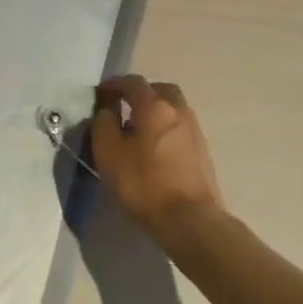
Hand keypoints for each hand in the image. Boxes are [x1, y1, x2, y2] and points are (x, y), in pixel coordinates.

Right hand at [90, 75, 222, 240]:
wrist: (191, 221)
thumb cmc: (144, 183)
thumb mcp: (109, 153)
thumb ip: (103, 125)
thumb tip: (106, 112)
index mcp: (154, 106)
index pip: (133, 82)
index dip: (114, 84)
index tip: (100, 94)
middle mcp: (178, 111)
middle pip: (160, 90)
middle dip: (141, 94)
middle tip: (124, 107)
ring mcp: (194, 131)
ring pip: (173, 110)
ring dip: (155, 113)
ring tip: (138, 131)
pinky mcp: (202, 153)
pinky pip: (180, 129)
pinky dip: (166, 130)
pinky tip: (155, 149)